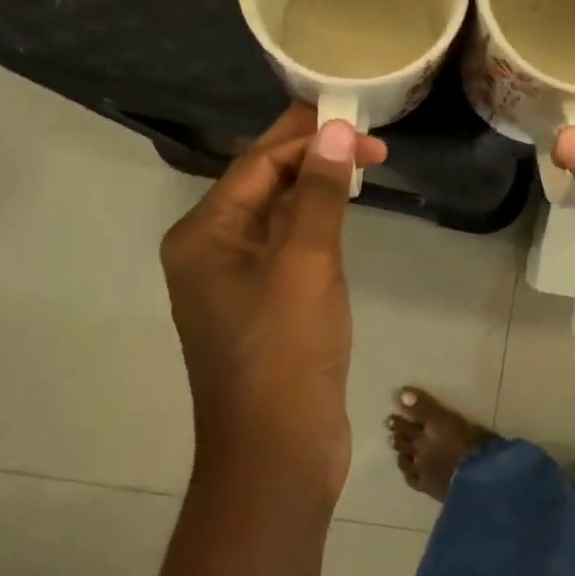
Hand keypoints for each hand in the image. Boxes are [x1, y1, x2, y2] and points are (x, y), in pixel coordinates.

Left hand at [160, 105, 385, 501]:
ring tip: (362, 168)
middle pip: (263, 186)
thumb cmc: (285, 352)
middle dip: (313, 159)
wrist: (277, 454)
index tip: (358, 121)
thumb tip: (333, 131)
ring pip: (277, 218)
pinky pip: (286, 251)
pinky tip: (342, 218)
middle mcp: (210, 253)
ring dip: (316, 191)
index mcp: (204, 235)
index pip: (256, 163)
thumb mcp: (305, 263)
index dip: (306, 135)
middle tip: (371, 143)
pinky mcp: (262, 310)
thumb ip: (318, 193)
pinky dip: (315, 228)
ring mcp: (234, 285)